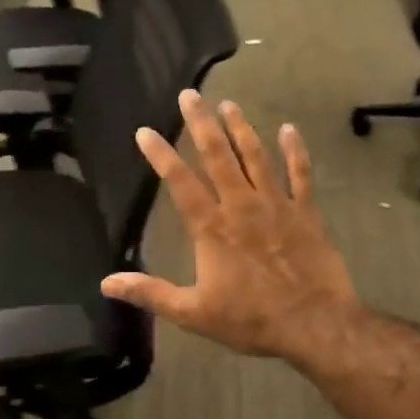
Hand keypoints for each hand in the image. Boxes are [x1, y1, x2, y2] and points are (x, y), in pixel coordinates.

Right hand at [101, 92, 359, 362]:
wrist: (313, 324)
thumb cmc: (250, 319)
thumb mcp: (192, 313)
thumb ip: (150, 293)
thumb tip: (106, 283)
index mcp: (212, 228)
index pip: (180, 183)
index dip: (160, 155)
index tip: (145, 131)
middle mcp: (241, 207)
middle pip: (218, 156)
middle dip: (202, 123)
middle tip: (191, 94)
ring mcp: (277, 206)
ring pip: (256, 157)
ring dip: (241, 129)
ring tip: (228, 104)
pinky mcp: (306, 213)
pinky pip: (301, 175)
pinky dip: (295, 151)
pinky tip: (288, 129)